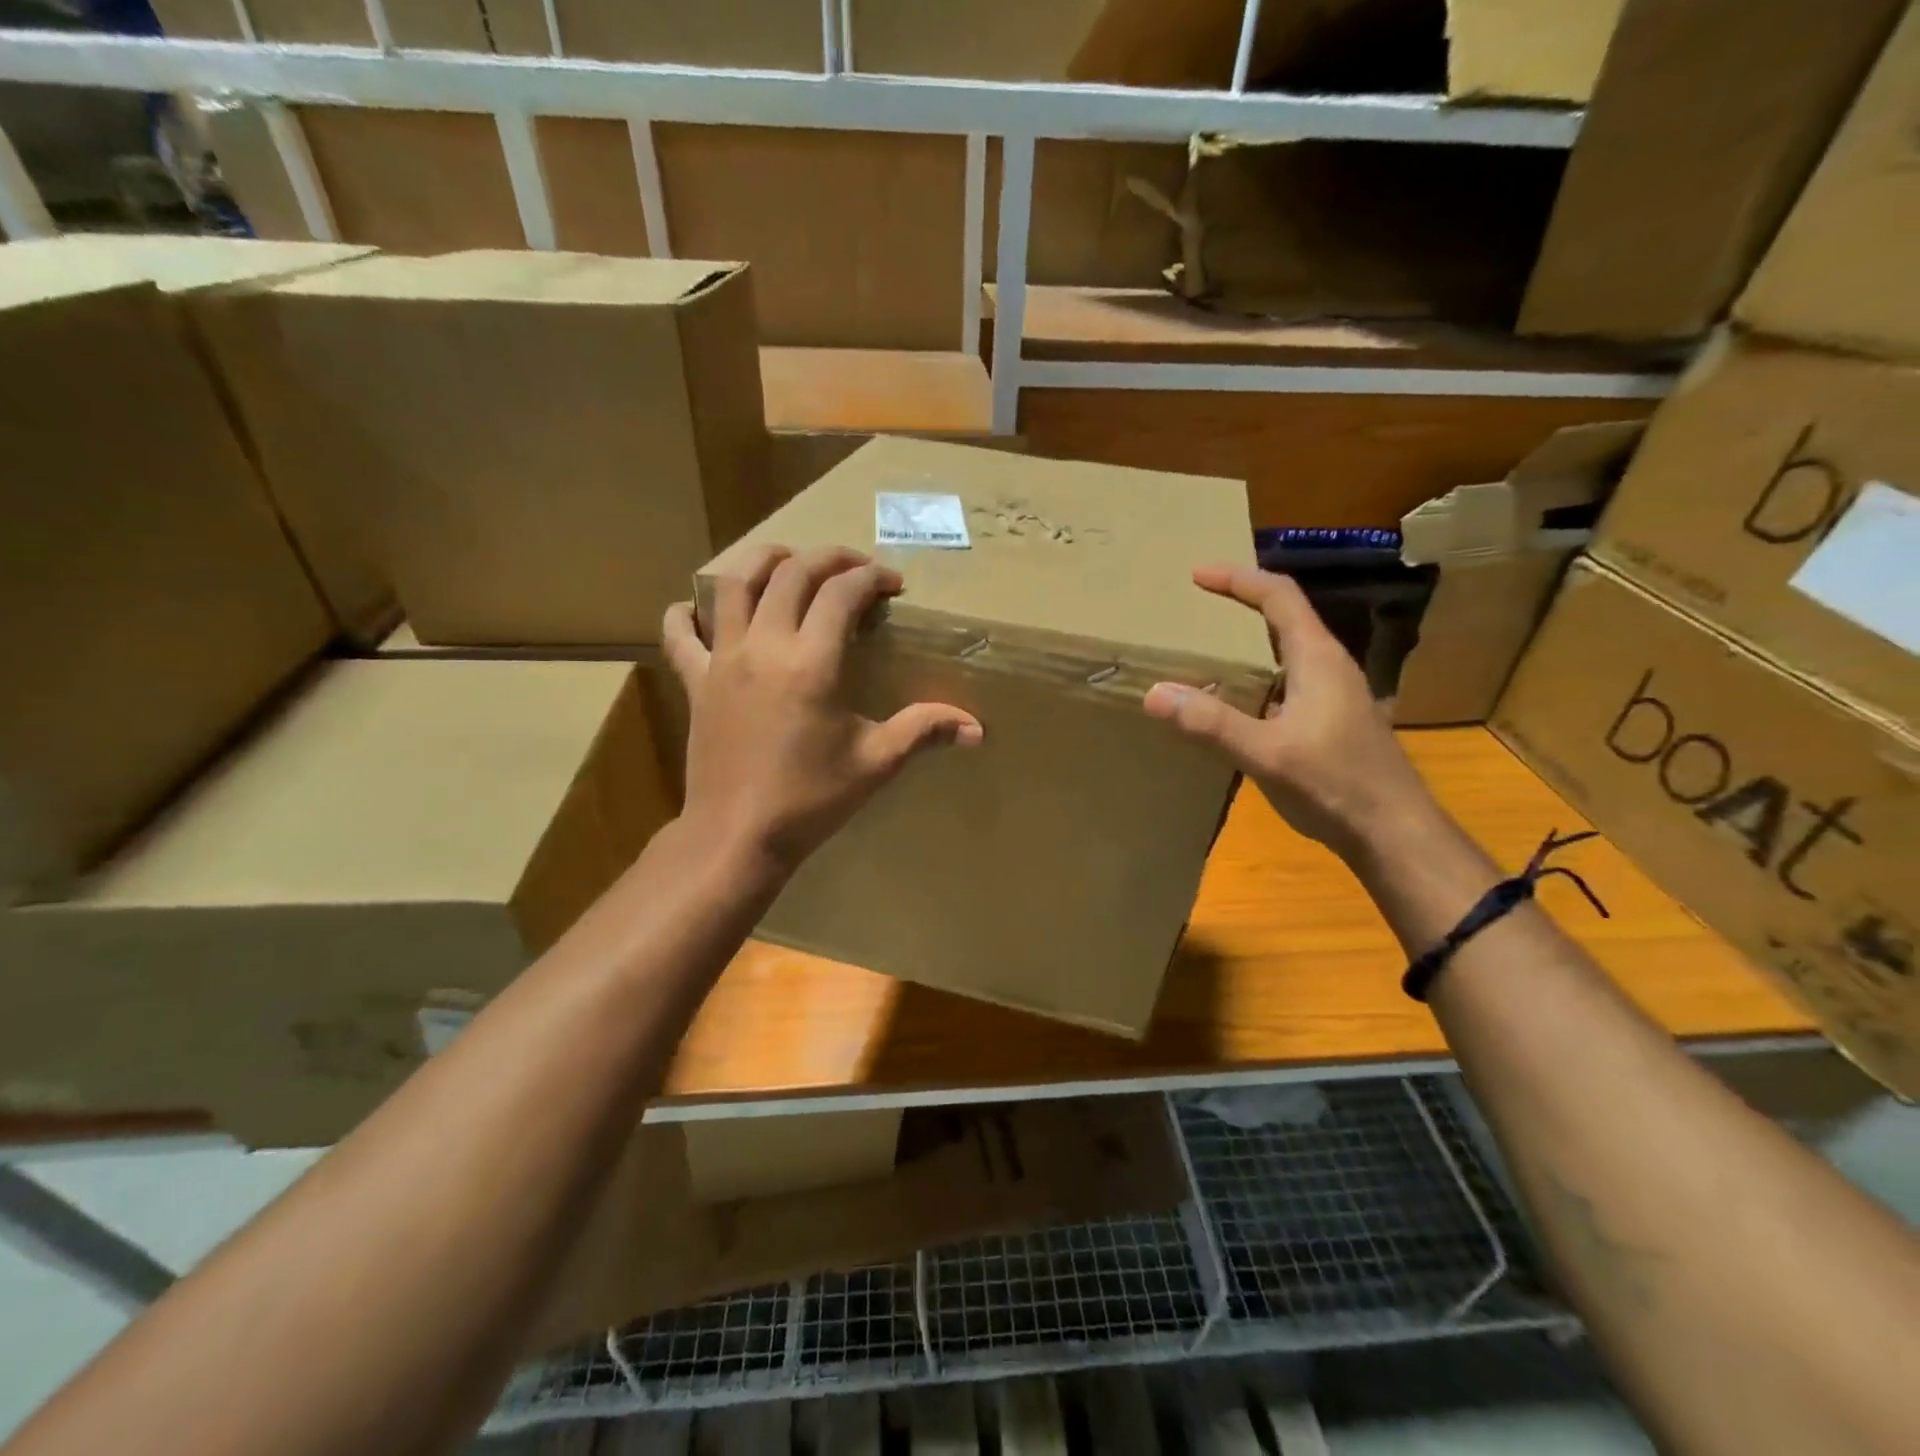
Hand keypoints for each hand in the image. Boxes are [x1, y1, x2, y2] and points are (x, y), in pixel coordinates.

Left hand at [662, 545, 982, 878]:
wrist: (737, 835)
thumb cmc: (810, 800)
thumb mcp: (876, 763)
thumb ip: (924, 731)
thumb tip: (977, 729)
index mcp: (811, 662)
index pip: (842, 593)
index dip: (871, 577)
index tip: (892, 584)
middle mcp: (764, 646)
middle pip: (791, 573)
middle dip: (828, 558)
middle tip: (854, 568)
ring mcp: (722, 660)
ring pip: (734, 584)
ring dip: (763, 561)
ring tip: (788, 563)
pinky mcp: (695, 682)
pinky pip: (680, 633)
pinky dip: (687, 613)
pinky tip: (697, 609)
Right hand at [1142, 565, 1440, 861]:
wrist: (1393, 833)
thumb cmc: (1335, 785)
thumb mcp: (1267, 754)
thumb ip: (1212, 723)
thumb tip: (1156, 693)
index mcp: (1317, 659)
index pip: (1279, 597)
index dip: (1238, 579)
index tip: (1197, 575)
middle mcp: (1328, 666)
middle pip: (1284, 618)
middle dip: (1241, 604)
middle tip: (1196, 608)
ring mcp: (1334, 695)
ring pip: (1286, 652)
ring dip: (1248, 643)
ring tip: (1206, 651)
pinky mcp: (1331, 721)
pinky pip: (1287, 681)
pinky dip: (1256, 677)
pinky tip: (1233, 703)